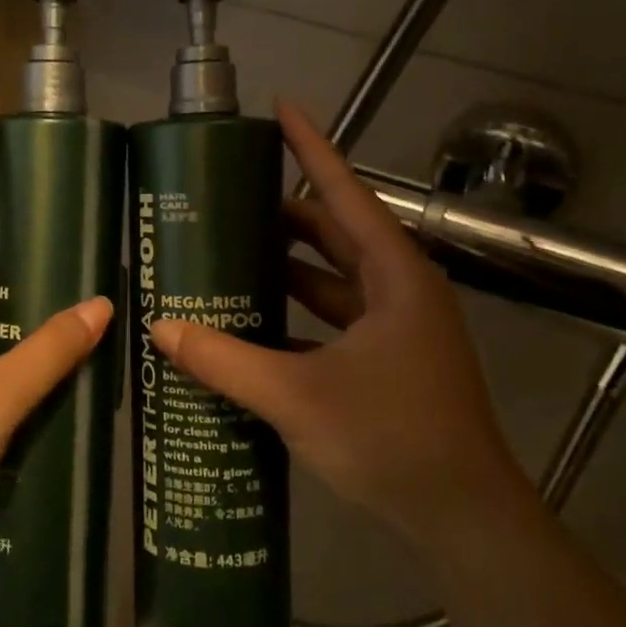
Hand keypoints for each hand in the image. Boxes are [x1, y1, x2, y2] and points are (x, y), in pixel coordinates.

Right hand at [149, 100, 524, 551]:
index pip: (345, 193)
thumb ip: (226, 361)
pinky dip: (294, 319)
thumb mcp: (298, 396)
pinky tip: (250, 326)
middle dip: (283, 214)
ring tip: (228, 255)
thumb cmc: (393, 438)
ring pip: (331, 282)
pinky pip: (332, 323)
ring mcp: (395, 329)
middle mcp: (398, 291)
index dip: (313, 147)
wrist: (465, 519)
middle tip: (226, 199)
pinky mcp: (387, 363)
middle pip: (334, 234)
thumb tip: (161, 329)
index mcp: (393, 276)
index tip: (281, 107)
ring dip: (286, 269)